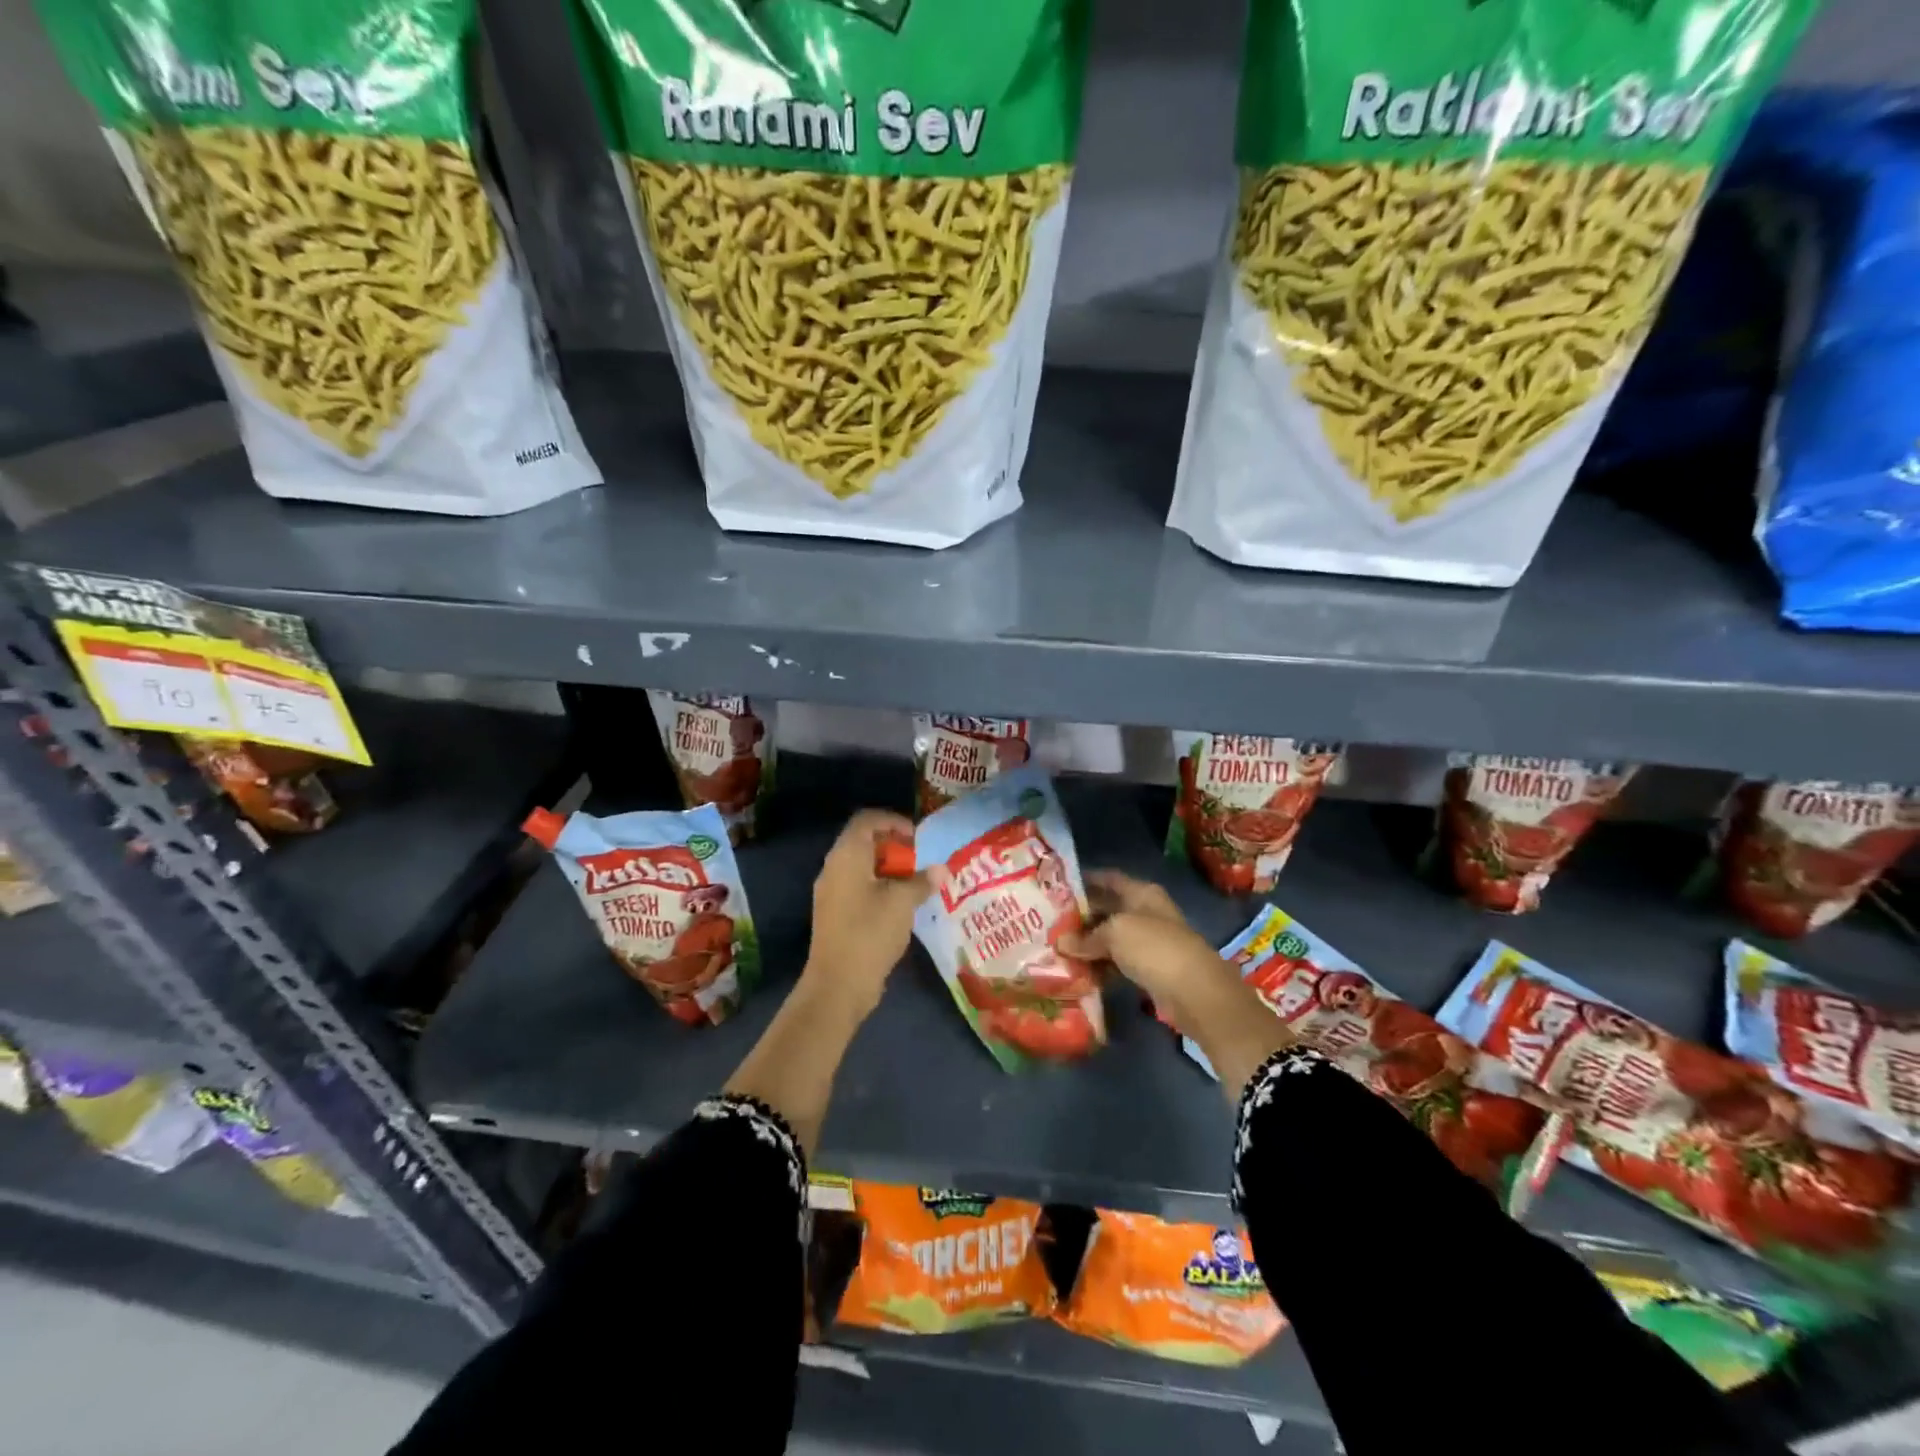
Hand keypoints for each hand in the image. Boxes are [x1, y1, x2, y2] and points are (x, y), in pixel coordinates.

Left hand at [802, 809, 932, 1019]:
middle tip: (920, 859)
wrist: (838, 984)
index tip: (917, 836)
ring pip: (861, 867)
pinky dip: (879, 887)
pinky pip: (858, 887)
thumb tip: (941, 869)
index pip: (867, 820)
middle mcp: (834, 867)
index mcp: (847, 855)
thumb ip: (922, 881)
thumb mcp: (903, 903)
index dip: (893, 821)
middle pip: (863, 842)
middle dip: (893, 846)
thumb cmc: (870, 933)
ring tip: (916, 882)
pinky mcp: (834, 914)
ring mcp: (831, 892)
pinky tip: (901, 905)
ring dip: (888, 869)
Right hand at [1057, 870, 1244, 1036]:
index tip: (1058, 887)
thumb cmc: (1154, 947)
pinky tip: (1079, 971)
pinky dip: (1101, 966)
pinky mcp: (1149, 969)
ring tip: (1058, 948)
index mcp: (1142, 893)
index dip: (1086, 880)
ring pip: (1111, 938)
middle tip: (1050, 922)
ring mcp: (1149, 942)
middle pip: (1108, 909)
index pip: (1109, 879)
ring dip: (1088, 944)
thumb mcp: (1115, 933)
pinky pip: (1118, 962)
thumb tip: (1061, 942)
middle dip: (1082, 916)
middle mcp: (1145, 912)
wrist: (1195, 991)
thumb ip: (1087, 936)